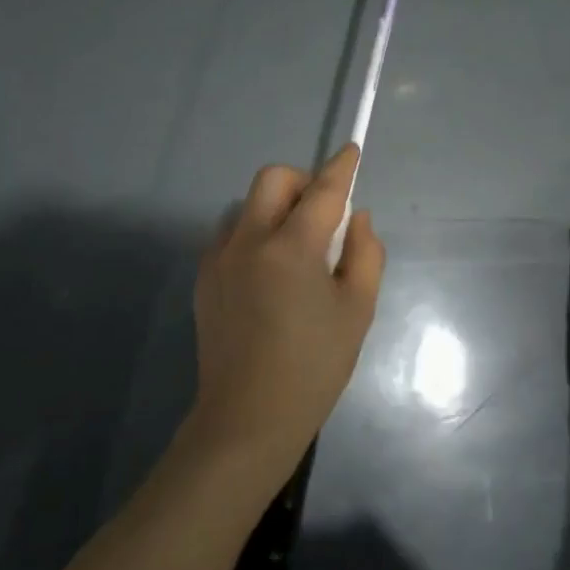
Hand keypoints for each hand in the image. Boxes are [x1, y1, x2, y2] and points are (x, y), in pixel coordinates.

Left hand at [187, 144, 386, 475]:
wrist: (247, 418)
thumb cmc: (314, 366)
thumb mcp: (357, 310)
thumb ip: (364, 253)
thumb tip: (356, 218)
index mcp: (291, 247)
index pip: (323, 190)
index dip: (341, 168)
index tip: (351, 151)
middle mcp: (249, 240)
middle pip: (272, 179)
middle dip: (301, 181)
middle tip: (322, 213)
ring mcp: (219, 257)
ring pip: (248, 205)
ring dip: (275, 209)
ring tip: (294, 249)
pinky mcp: (204, 277)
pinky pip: (231, 234)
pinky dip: (254, 235)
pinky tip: (268, 274)